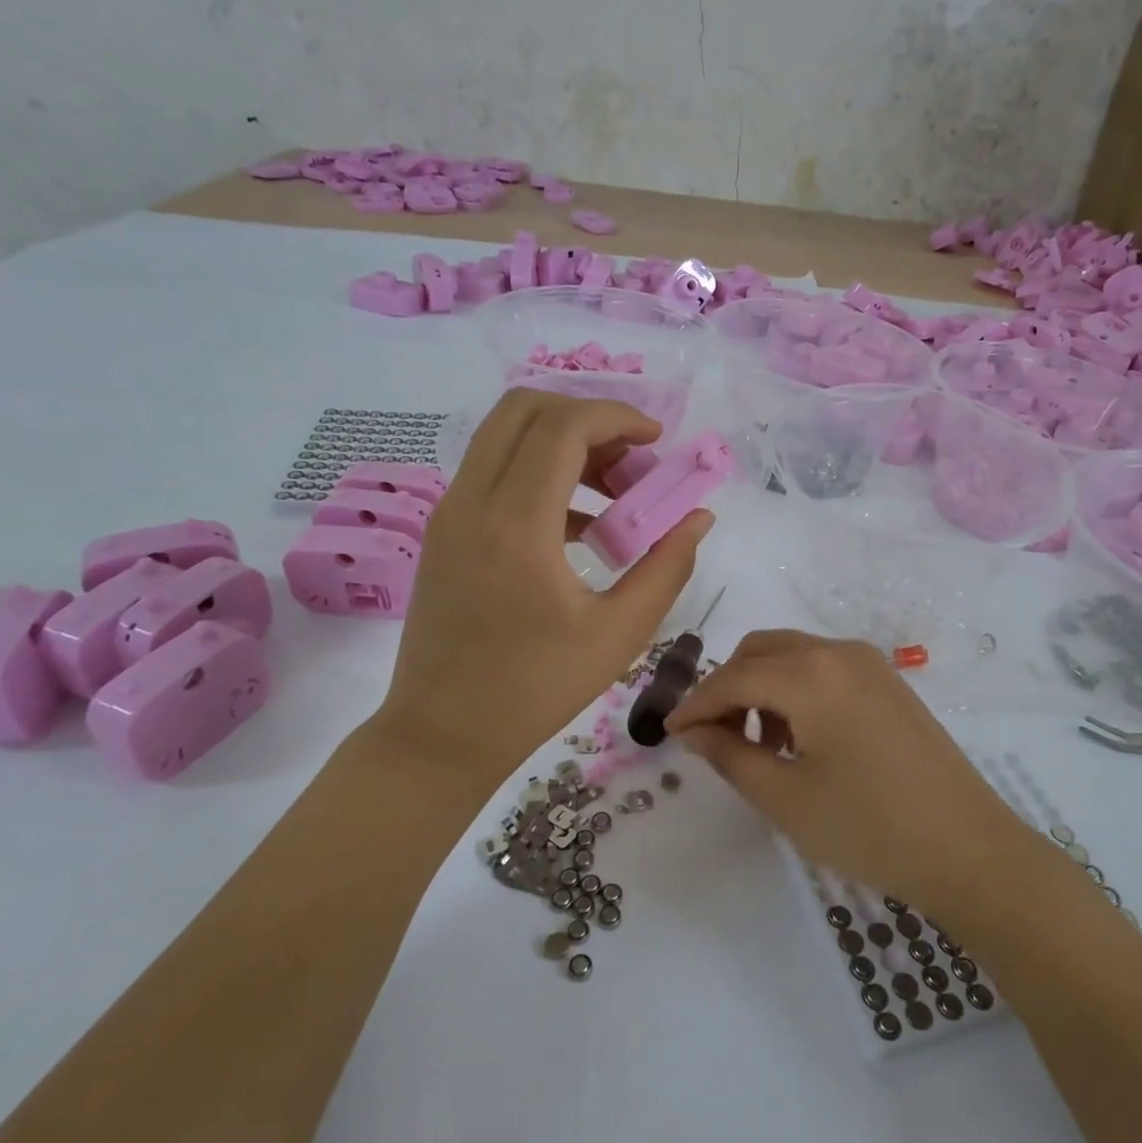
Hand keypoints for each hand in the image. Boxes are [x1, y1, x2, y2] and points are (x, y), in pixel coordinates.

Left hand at [375, 390, 711, 789]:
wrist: (442, 733)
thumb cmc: (536, 690)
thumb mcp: (619, 633)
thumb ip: (667, 566)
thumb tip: (698, 516)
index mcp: (516, 525)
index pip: (563, 427)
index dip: (617, 417)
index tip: (658, 441)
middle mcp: (473, 502)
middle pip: (526, 409)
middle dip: (589, 419)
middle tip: (633, 463)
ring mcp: (450, 513)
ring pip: (506, 436)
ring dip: (564, 444)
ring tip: (615, 495)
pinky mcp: (444, 531)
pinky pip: (494, 472)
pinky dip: (540, 473)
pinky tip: (581, 526)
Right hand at [666, 630, 1026, 910]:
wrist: (969, 848)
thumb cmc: (869, 827)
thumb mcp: (785, 798)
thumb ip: (729, 755)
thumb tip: (693, 730)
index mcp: (810, 674)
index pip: (732, 678)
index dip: (695, 705)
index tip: (670, 732)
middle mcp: (838, 652)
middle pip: (760, 652)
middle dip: (728, 688)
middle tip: (713, 738)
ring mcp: (869, 663)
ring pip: (792, 656)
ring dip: (761, 687)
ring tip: (759, 746)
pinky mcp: (887, 682)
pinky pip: (823, 668)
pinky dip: (795, 689)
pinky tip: (799, 738)